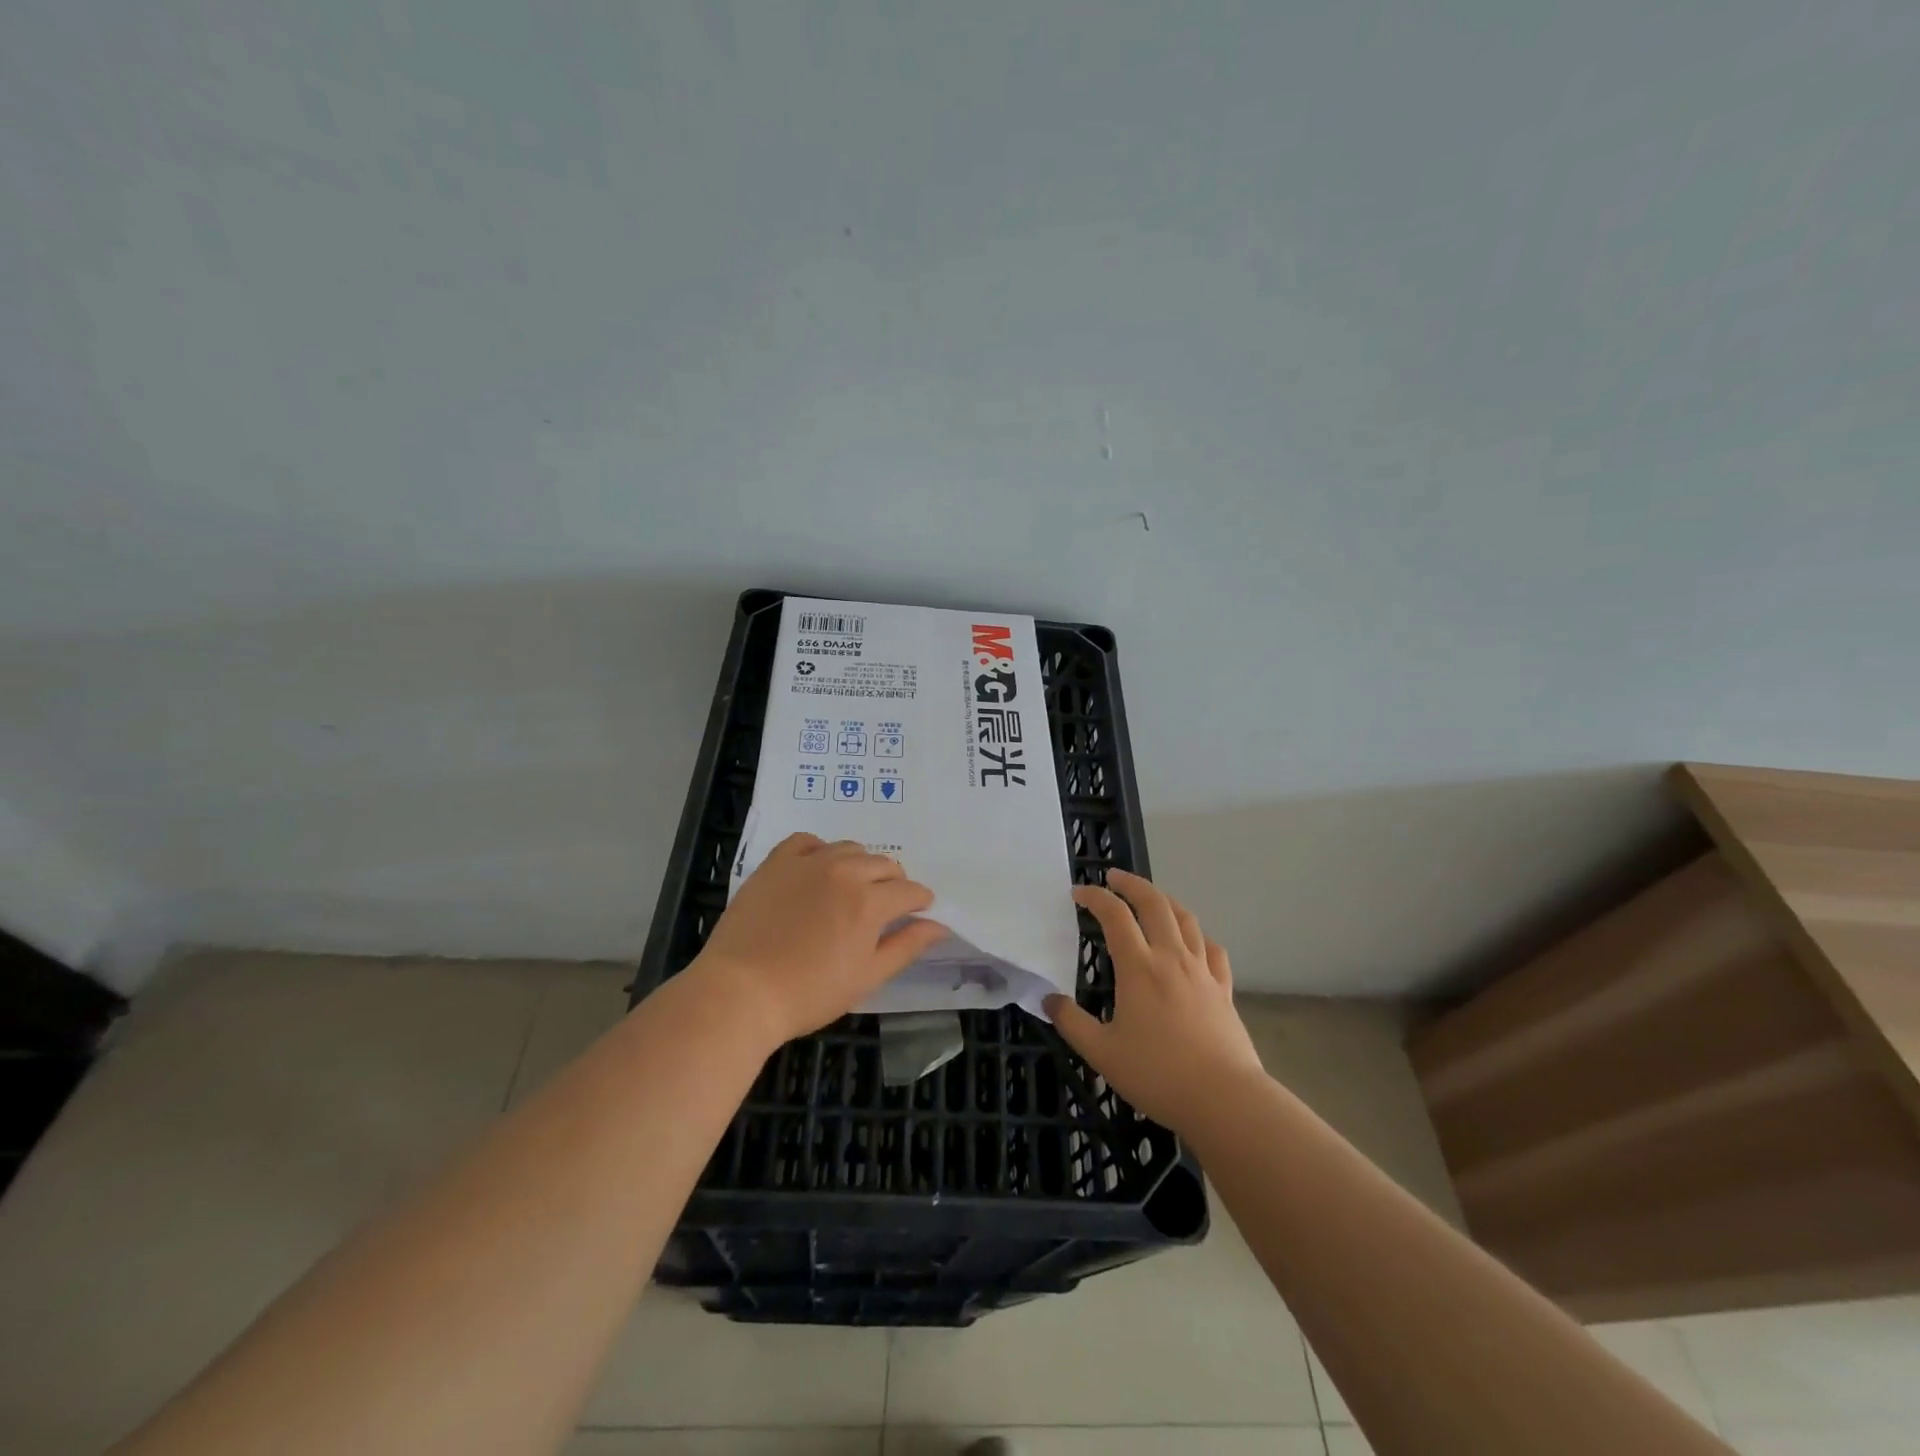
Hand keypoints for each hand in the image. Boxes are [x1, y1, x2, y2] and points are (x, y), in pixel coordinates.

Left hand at [690, 832, 948, 1047]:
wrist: (740, 992)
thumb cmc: (808, 993)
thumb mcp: (867, 977)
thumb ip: (906, 946)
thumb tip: (938, 925)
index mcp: (870, 901)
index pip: (910, 890)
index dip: (919, 902)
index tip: (918, 912)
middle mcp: (844, 871)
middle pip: (884, 864)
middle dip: (893, 883)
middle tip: (883, 908)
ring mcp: (807, 862)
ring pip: (850, 849)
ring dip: (861, 865)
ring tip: (851, 889)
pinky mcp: (776, 861)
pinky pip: (808, 841)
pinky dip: (820, 850)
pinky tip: (817, 869)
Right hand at [1045, 870, 1265, 1136]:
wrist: (1225, 1099)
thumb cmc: (1158, 1074)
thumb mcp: (1102, 1053)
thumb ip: (1072, 1023)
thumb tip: (1048, 999)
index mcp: (1139, 967)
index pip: (1114, 915)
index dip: (1095, 897)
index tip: (1078, 893)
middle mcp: (1171, 957)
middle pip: (1154, 903)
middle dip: (1132, 884)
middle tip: (1113, 877)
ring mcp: (1202, 970)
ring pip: (1186, 919)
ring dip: (1164, 900)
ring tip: (1151, 898)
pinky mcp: (1224, 988)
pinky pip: (1212, 949)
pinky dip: (1197, 935)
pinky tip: (1192, 941)